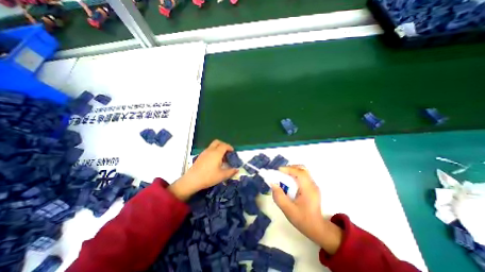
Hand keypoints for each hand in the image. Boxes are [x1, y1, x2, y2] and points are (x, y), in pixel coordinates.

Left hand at [169, 142, 237, 200]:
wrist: (192, 180)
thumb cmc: (208, 177)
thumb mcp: (222, 176)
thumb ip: (231, 172)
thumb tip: (237, 170)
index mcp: (216, 153)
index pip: (224, 145)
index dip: (230, 147)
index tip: (233, 152)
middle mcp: (210, 150)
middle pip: (217, 142)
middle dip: (223, 145)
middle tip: (227, 152)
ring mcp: (204, 153)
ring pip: (212, 146)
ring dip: (218, 149)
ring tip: (221, 158)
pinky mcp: (200, 156)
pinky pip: (209, 150)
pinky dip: (213, 152)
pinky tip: (214, 161)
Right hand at [271, 166, 341, 254]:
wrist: (317, 228)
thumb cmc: (303, 220)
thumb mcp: (288, 210)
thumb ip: (279, 197)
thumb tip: (272, 184)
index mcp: (308, 189)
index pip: (300, 173)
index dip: (288, 169)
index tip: (278, 171)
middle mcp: (312, 184)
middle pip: (302, 169)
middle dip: (289, 168)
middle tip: (280, 173)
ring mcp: (313, 185)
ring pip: (302, 171)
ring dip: (292, 171)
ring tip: (283, 176)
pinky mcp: (311, 187)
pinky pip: (303, 175)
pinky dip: (294, 175)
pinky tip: (289, 181)